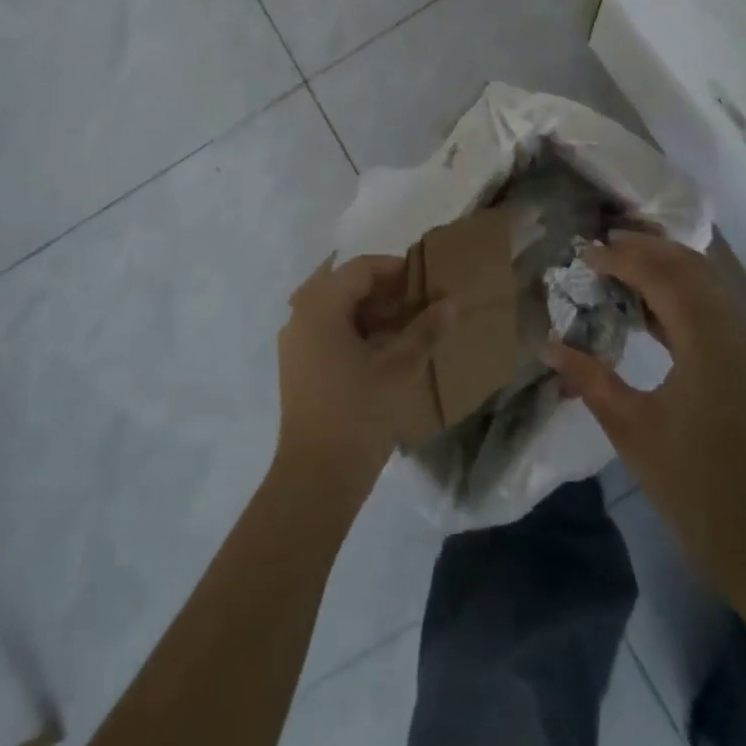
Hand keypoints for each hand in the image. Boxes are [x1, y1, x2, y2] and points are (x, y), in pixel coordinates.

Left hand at [275, 255, 451, 503]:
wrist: (316, 477)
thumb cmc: (358, 413)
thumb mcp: (399, 368)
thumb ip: (425, 330)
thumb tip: (450, 303)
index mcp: (320, 305)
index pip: (360, 268)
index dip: (395, 270)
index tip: (425, 282)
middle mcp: (301, 315)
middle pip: (344, 284)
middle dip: (382, 289)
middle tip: (416, 302)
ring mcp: (295, 342)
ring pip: (334, 308)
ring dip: (368, 310)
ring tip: (404, 326)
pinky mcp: (297, 366)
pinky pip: (326, 329)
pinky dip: (353, 329)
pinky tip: (381, 349)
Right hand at [543, 231, 745, 581]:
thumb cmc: (687, 478)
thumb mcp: (628, 425)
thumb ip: (587, 378)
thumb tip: (547, 345)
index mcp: (705, 342)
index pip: (661, 278)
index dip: (621, 260)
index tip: (584, 255)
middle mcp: (730, 331)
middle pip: (689, 267)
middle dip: (646, 248)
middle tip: (604, 242)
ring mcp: (742, 344)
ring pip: (704, 281)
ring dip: (665, 264)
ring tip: (622, 261)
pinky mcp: (742, 359)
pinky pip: (710, 304)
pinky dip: (678, 290)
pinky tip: (645, 302)